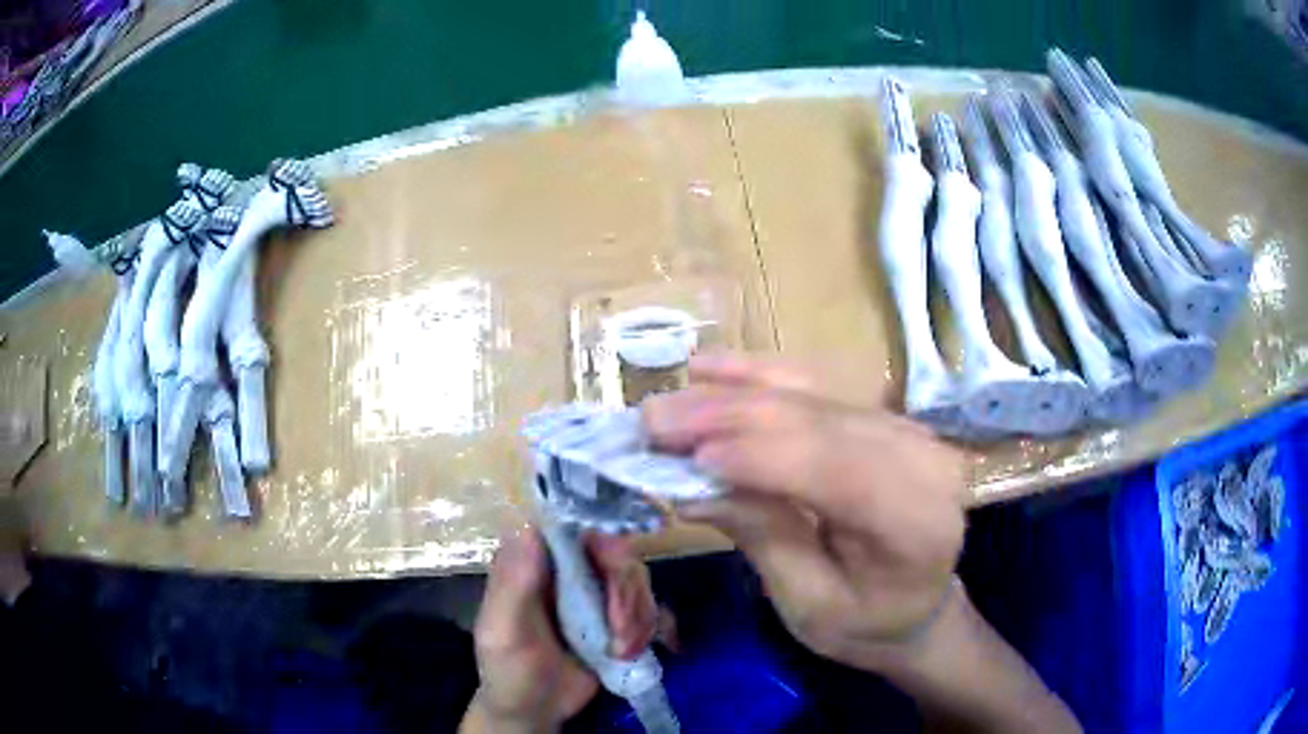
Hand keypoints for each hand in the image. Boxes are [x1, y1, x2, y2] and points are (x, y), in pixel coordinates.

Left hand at [461, 529, 658, 733]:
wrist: (536, 711)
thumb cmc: (508, 670)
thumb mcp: (503, 631)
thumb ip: (514, 584)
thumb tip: (531, 528)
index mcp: (532, 561)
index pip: (571, 525)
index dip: (600, 537)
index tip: (613, 571)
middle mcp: (566, 568)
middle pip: (614, 550)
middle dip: (627, 592)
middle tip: (619, 631)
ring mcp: (594, 591)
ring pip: (637, 577)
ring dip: (638, 617)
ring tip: (620, 652)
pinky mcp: (617, 615)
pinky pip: (650, 605)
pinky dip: (650, 628)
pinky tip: (634, 653)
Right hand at [643, 353, 967, 670]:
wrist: (915, 604)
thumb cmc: (864, 621)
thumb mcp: (809, 602)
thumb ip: (763, 539)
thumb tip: (692, 486)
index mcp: (915, 521)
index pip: (836, 470)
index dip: (760, 456)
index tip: (685, 456)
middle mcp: (920, 459)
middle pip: (817, 422)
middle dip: (728, 418)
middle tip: (651, 421)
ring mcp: (903, 428)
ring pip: (809, 394)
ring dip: (731, 395)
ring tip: (668, 402)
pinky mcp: (878, 415)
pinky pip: (815, 386)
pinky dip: (758, 376)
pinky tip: (710, 368)